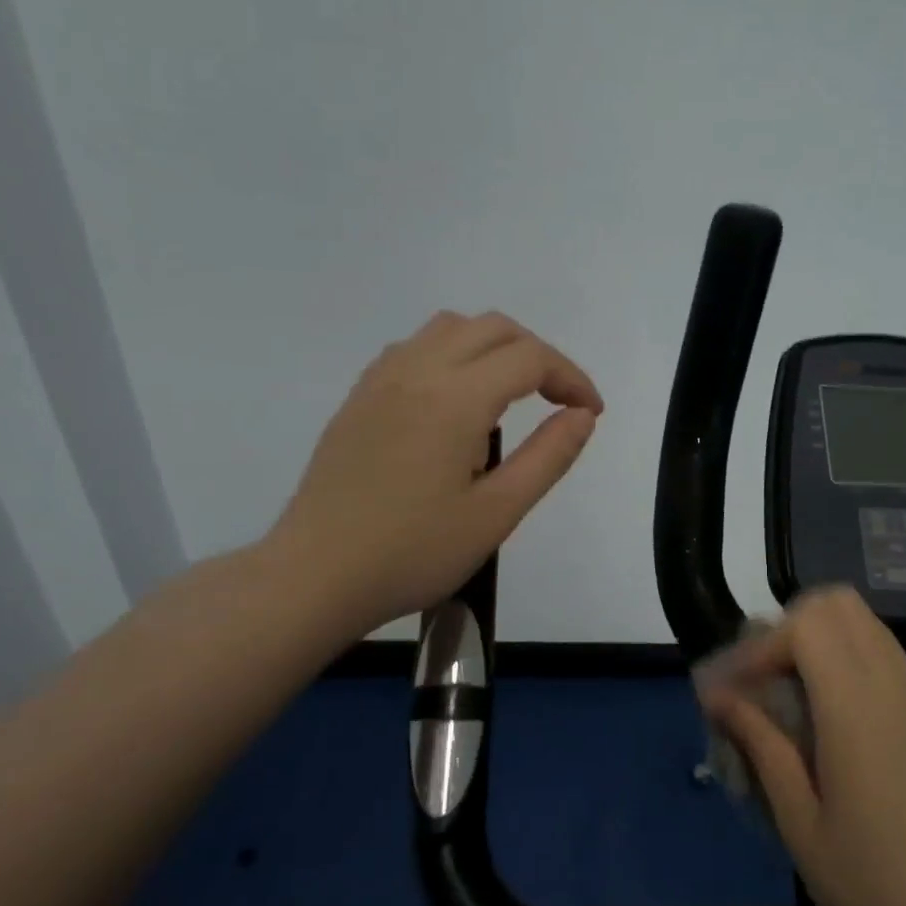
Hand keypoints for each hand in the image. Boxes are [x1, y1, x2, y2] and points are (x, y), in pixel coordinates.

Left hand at [268, 311, 601, 636]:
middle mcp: (417, 371)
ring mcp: (381, 380)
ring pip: (449, 328)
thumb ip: (548, 458)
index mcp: (455, 399)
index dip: (571, 377)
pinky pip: (414, 348)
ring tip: (511, 396)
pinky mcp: (359, 398)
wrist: (314, 577)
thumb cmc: (413, 553)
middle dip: (538, 356)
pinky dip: (453, 355)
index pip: (530, 358)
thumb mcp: (497, 514)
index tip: (590, 413)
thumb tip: (582, 415)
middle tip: (559, 402)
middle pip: (493, 329)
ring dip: (494, 347)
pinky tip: (455, 401)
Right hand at [696, 588, 905, 905]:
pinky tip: (827, 715)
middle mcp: (894, 687)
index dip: (762, 645)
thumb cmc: (869, 888)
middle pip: (840, 605)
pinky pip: (885, 656)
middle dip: (790, 627)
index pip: (807, 624)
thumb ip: (760, 742)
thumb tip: (718, 695)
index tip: (734, 691)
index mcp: (857, 709)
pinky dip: (847, 660)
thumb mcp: (798, 819)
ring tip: (788, 693)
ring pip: (866, 625)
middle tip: (763, 679)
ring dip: (819, 640)